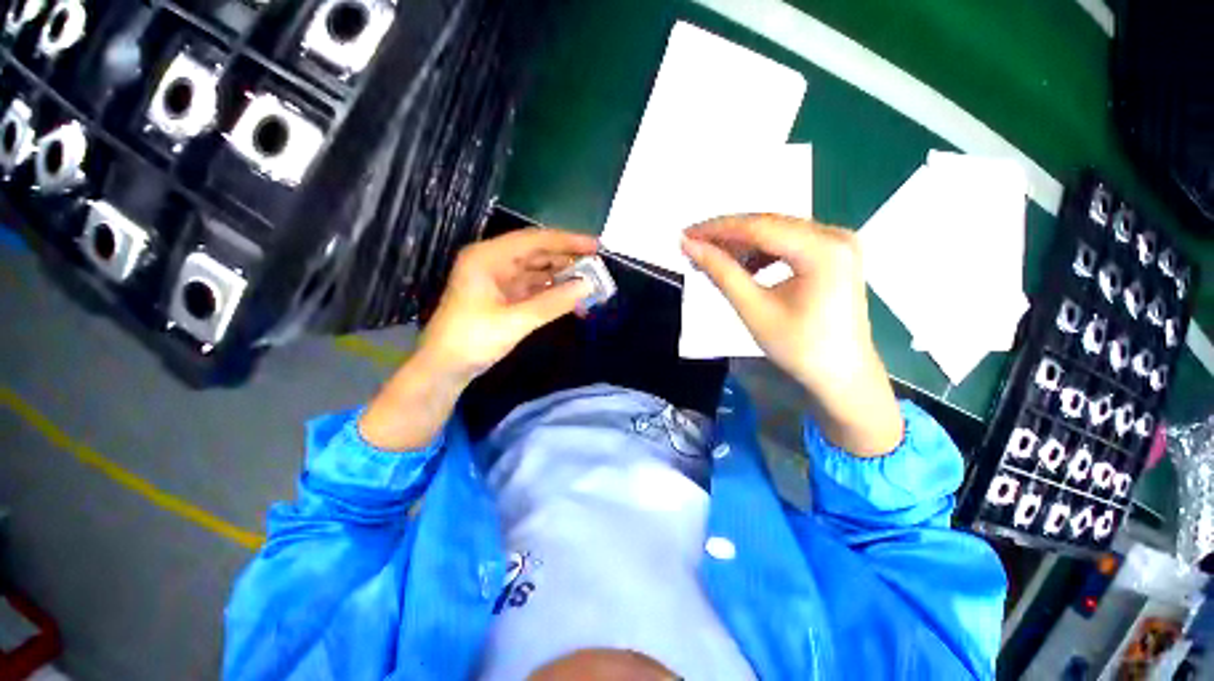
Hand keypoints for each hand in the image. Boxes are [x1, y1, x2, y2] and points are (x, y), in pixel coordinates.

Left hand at [359, 228, 596, 450]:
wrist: (444, 368)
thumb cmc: (473, 339)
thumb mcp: (516, 320)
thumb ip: (553, 302)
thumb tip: (588, 287)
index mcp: (488, 257)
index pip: (534, 240)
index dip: (567, 241)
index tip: (595, 245)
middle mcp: (493, 262)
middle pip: (537, 253)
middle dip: (567, 259)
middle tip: (597, 265)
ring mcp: (498, 280)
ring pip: (537, 271)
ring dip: (562, 277)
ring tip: (590, 283)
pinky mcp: (503, 296)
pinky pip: (533, 288)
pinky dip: (552, 292)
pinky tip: (571, 299)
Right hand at [682, 214, 901, 455]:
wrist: (842, 375)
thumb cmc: (800, 348)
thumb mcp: (755, 310)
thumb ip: (722, 273)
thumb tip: (690, 246)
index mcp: (823, 250)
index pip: (758, 227)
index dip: (717, 229)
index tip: (685, 235)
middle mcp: (835, 235)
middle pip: (769, 225)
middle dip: (727, 236)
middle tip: (693, 247)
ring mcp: (838, 243)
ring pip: (777, 233)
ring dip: (742, 245)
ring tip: (712, 259)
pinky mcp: (834, 254)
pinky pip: (789, 244)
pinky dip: (761, 253)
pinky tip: (742, 267)